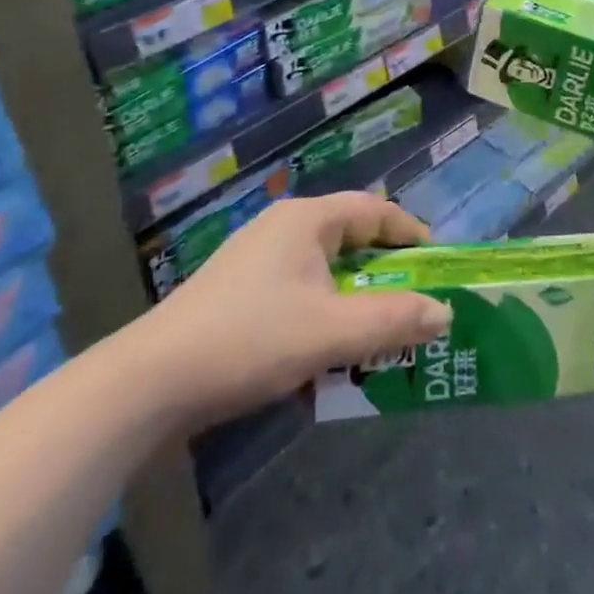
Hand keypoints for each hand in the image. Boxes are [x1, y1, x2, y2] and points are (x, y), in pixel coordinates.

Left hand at [124, 192, 451, 428]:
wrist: (149, 384)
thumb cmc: (250, 340)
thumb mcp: (331, 332)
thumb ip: (392, 320)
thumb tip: (444, 312)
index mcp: (306, 220)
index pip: (374, 210)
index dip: (410, 232)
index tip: (437, 261)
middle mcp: (283, 229)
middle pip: (350, 241)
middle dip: (385, 274)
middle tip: (414, 303)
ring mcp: (256, 261)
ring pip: (323, 273)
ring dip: (354, 302)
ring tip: (377, 336)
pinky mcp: (237, 295)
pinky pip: (297, 296)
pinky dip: (322, 318)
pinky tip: (325, 359)